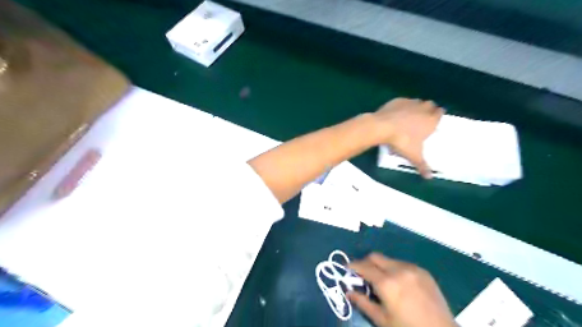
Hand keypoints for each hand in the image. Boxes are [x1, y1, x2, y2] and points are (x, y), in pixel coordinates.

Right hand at [348, 253, 456, 326]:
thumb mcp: (382, 320)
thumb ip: (363, 303)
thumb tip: (348, 292)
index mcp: (387, 283)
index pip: (364, 266)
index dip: (353, 266)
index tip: (346, 268)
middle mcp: (399, 270)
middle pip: (375, 257)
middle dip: (365, 262)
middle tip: (362, 274)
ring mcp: (413, 269)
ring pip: (389, 259)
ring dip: (380, 266)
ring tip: (382, 281)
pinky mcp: (423, 271)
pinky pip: (402, 264)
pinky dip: (394, 269)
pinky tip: (398, 283)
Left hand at [373, 98, 441, 176]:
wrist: (382, 127)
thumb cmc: (402, 141)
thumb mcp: (413, 155)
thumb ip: (422, 165)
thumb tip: (429, 177)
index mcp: (430, 120)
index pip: (440, 113)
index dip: (438, 115)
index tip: (434, 120)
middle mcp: (423, 108)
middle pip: (430, 105)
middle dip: (428, 110)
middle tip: (422, 119)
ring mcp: (410, 103)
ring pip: (417, 101)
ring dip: (416, 107)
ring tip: (409, 116)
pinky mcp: (397, 100)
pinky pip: (403, 101)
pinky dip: (402, 106)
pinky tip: (396, 113)